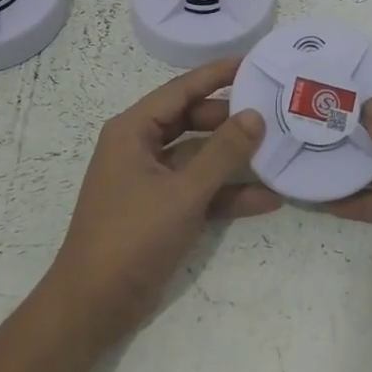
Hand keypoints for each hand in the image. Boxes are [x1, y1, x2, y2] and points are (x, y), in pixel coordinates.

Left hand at [43, 58, 279, 351]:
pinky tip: (267, 199)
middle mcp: (141, 147)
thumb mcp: (183, 192)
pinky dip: (227, 194)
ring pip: (200, 156)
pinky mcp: (162, 209)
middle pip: (193, 120)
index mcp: (133, 130)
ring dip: (234, 159)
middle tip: (274, 110)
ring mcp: (152, 180)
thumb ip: (222, 152)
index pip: (182, 89)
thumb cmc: (131, 237)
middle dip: (232, 119)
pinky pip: (200, 190)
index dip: (217, 74)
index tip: (254, 62)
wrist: (92, 309)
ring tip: (278, 150)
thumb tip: (255, 115)